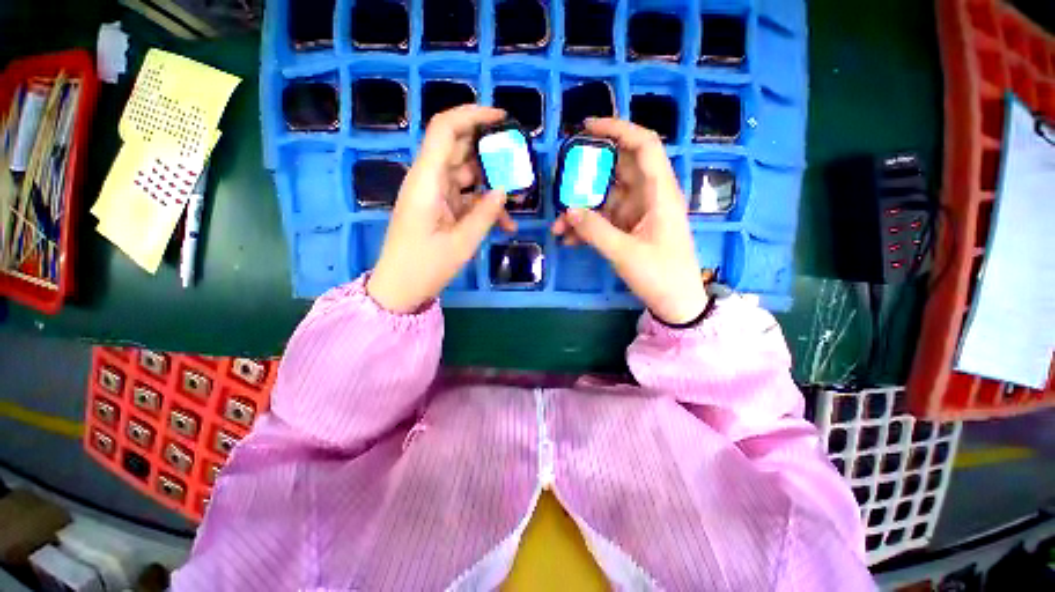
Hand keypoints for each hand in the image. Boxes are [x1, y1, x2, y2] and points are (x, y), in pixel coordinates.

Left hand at [368, 105, 516, 312]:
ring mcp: (434, 195)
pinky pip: (466, 198)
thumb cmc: (426, 267)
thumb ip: (486, 213)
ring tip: (518, 200)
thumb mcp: (462, 242)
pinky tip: (505, 223)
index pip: (445, 130)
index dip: (472, 115)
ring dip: (492, 186)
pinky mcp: (439, 209)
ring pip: (467, 176)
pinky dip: (484, 206)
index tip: (502, 119)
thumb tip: (504, 190)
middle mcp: (428, 180)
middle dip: (490, 153)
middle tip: (518, 163)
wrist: (400, 288)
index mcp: (426, 181)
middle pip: (459, 149)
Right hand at [552, 118, 707, 324]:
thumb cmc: (660, 275)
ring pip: (606, 199)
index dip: (618, 129)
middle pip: (617, 171)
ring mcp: (638, 214)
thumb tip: (569, 211)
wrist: (675, 303)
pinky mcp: (630, 229)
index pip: (643, 146)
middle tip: (560, 182)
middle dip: (587, 177)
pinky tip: (569, 240)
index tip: (587, 127)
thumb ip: (595, 230)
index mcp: (659, 193)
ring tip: (558, 226)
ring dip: (581, 210)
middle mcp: (649, 197)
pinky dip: (587, 227)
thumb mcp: (625, 253)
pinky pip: (604, 220)